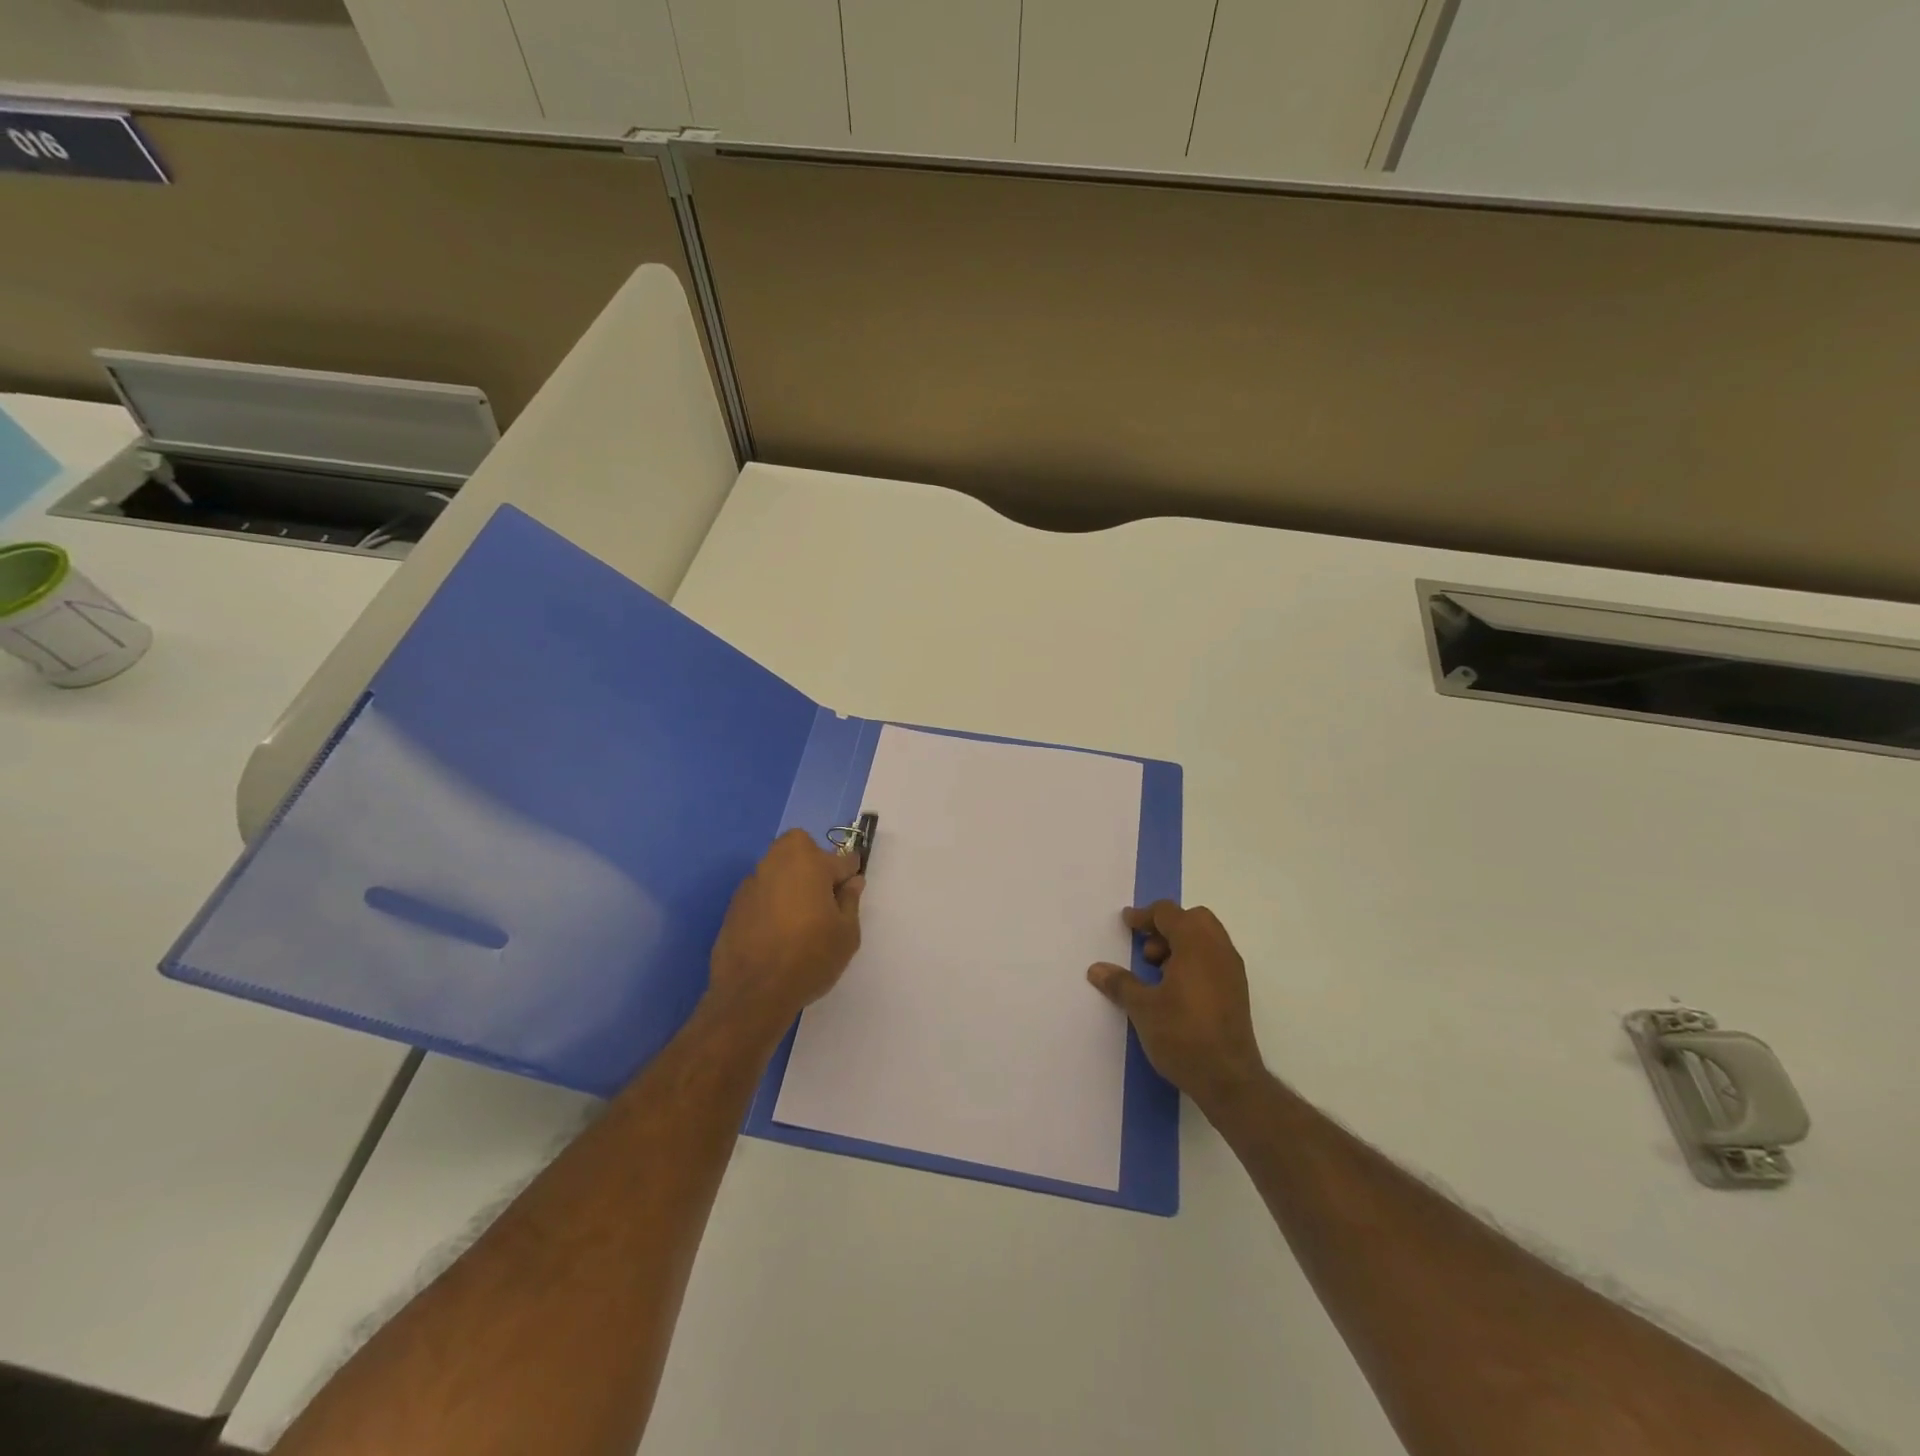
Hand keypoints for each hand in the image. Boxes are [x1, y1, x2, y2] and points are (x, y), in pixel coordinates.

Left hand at [706, 829, 864, 1035]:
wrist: (753, 994)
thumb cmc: (810, 958)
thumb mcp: (847, 933)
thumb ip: (850, 901)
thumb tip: (852, 882)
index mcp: (808, 862)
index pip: (840, 858)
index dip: (849, 874)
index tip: (850, 891)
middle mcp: (776, 863)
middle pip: (800, 850)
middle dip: (813, 863)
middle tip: (822, 898)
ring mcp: (751, 883)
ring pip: (778, 871)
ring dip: (791, 883)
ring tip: (799, 919)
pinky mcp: (733, 906)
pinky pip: (761, 894)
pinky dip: (771, 903)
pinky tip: (776, 933)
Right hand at [1088, 901, 1266, 1115]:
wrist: (1228, 1080)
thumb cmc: (1182, 1035)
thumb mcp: (1143, 1008)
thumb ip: (1120, 983)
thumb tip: (1096, 969)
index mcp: (1196, 944)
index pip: (1169, 913)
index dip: (1144, 916)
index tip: (1126, 924)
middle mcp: (1219, 950)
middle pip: (1193, 919)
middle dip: (1166, 927)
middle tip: (1146, 950)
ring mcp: (1232, 971)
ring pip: (1207, 939)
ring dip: (1181, 944)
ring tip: (1157, 971)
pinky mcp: (1237, 991)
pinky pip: (1214, 958)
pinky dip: (1194, 960)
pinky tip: (1176, 989)